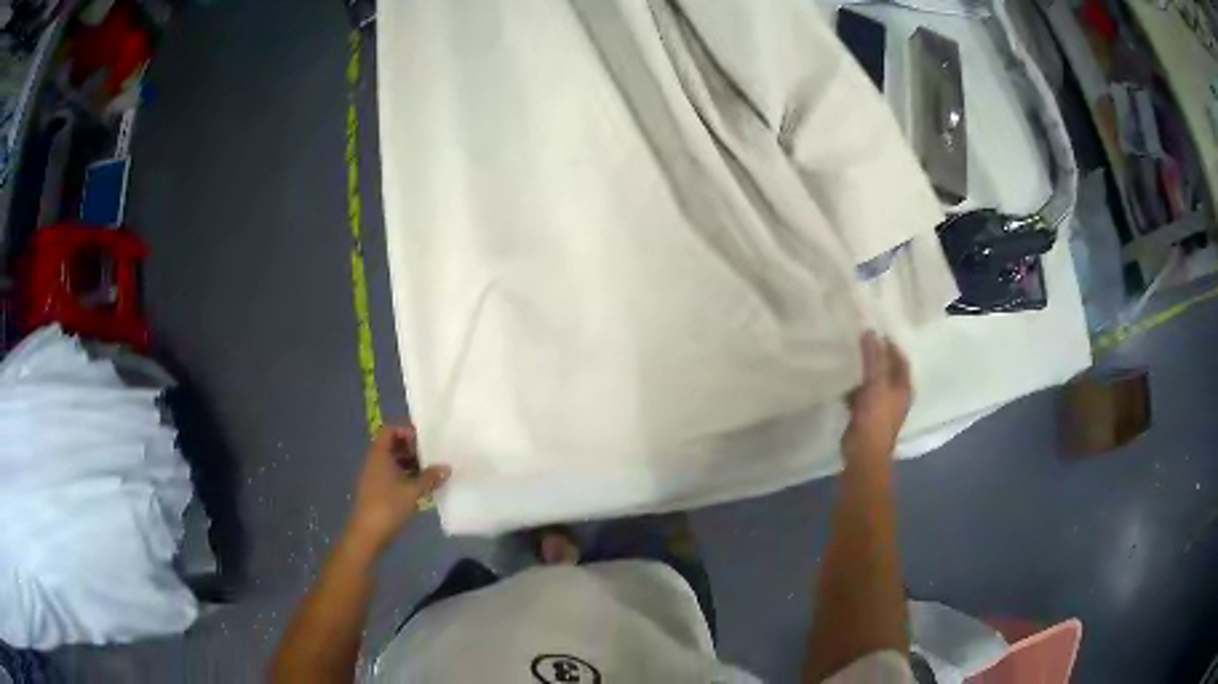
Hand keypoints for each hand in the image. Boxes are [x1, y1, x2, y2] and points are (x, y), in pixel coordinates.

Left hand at [346, 424, 449, 552]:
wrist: (367, 534)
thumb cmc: (388, 507)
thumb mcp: (413, 491)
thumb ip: (430, 478)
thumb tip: (446, 467)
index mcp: (379, 455)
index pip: (389, 430)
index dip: (406, 431)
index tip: (424, 440)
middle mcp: (374, 461)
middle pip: (392, 445)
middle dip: (412, 449)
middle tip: (432, 456)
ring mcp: (374, 476)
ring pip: (393, 461)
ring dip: (411, 464)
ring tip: (430, 472)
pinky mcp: (377, 491)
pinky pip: (392, 475)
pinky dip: (406, 477)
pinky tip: (421, 487)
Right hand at [842, 332, 911, 462]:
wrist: (864, 453)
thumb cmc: (875, 417)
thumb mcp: (876, 383)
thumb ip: (874, 358)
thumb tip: (870, 332)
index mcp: (903, 388)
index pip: (900, 360)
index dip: (891, 346)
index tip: (877, 332)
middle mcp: (896, 396)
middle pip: (887, 371)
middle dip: (876, 358)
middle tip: (861, 342)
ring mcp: (881, 408)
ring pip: (873, 383)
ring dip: (864, 372)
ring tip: (850, 357)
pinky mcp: (866, 416)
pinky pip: (861, 395)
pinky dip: (854, 388)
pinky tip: (843, 381)